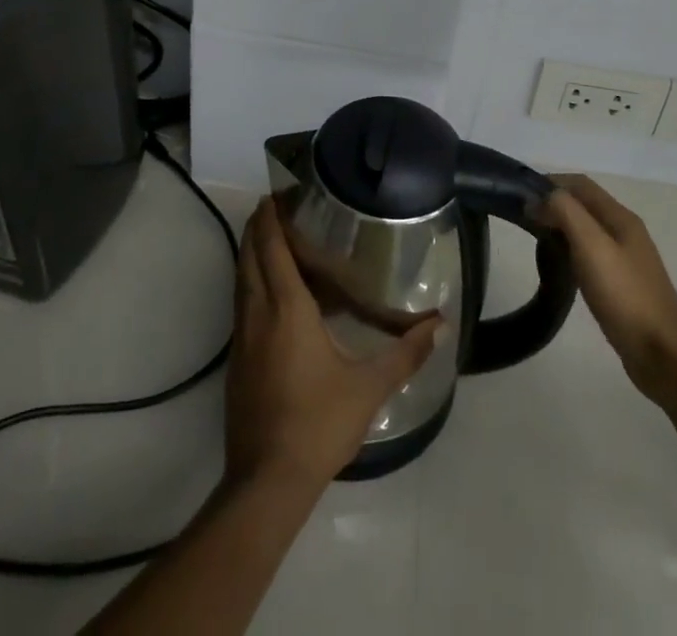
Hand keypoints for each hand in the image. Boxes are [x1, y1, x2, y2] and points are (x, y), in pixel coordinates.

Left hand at [224, 196, 441, 492]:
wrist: (266, 483)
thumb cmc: (318, 423)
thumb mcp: (369, 387)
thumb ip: (406, 353)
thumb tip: (440, 324)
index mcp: (286, 310)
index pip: (272, 248)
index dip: (271, 217)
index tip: (278, 192)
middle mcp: (257, 314)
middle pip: (250, 256)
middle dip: (259, 227)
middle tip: (278, 205)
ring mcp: (242, 339)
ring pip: (241, 280)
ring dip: (252, 253)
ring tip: (274, 237)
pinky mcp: (236, 362)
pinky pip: (242, 304)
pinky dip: (252, 282)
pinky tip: (272, 293)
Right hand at [542, 175, 676, 402]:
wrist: (664, 355)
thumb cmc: (626, 295)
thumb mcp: (592, 246)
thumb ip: (566, 213)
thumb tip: (539, 197)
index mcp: (620, 218)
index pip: (581, 184)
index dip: (551, 183)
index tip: (520, 195)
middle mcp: (625, 232)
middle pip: (585, 205)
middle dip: (554, 203)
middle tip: (523, 218)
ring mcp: (626, 260)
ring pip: (587, 230)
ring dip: (561, 227)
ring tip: (535, 239)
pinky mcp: (622, 286)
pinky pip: (591, 255)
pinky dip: (571, 251)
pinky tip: (560, 268)